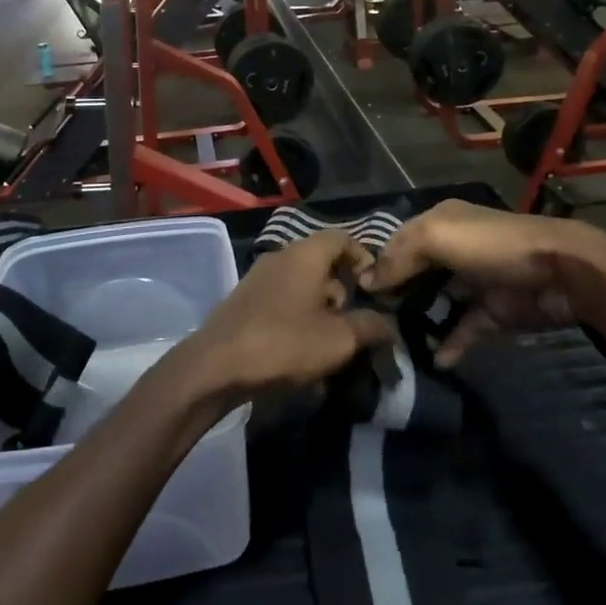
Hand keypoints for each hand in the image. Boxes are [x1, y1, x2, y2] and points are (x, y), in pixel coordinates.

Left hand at [175, 231, 393, 403]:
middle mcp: (280, 257)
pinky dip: (297, 315)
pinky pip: (281, 298)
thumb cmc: (284, 343)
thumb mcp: (339, 339)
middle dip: (342, 289)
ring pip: (300, 282)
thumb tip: (389, 326)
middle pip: (321, 261)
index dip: (363, 258)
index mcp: (305, 254)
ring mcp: (257, 277)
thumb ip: (370, 327)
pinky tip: (299, 348)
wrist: (216, 366)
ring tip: (328, 341)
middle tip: (352, 321)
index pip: (342, 238)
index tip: (374, 288)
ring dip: (319, 306)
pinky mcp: (243, 300)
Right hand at [362, 200, 605, 366]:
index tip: (352, 294)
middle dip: (394, 298)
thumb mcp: (437, 237)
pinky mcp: (492, 313)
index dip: (376, 265)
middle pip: (414, 275)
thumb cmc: (494, 246)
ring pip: (436, 304)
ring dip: (418, 323)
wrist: (563, 272)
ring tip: (394, 347)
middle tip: (370, 325)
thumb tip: (366, 282)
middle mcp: (454, 250)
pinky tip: (433, 360)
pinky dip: (449, 345)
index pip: (397, 243)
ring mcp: (474, 283)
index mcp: (440, 223)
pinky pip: (463, 330)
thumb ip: (399, 257)